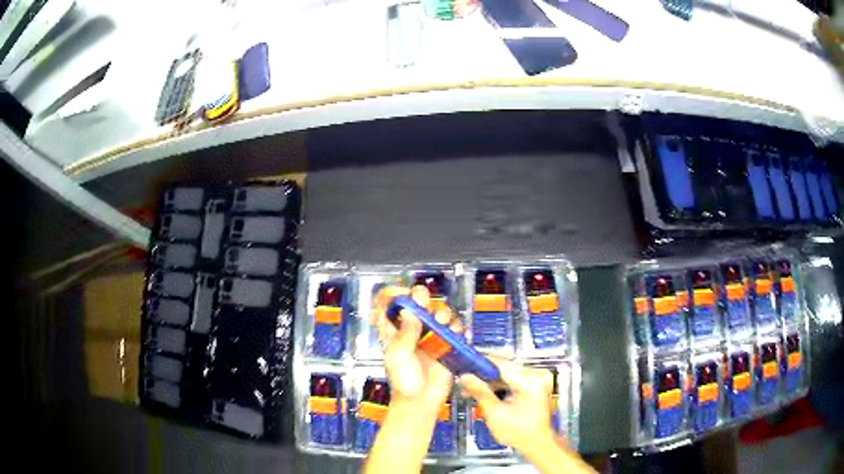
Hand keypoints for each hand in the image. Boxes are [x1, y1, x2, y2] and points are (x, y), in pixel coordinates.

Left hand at [372, 285, 461, 415]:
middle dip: (423, 299)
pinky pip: (455, 329)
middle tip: (426, 304)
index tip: (405, 293)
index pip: (390, 303)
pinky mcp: (447, 345)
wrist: (421, 402)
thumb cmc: (403, 380)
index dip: (395, 294)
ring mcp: (431, 336)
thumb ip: (405, 332)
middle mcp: (412, 328)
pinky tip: (457, 333)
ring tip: (443, 323)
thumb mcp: (398, 355)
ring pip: (439, 313)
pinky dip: (458, 327)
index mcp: (393, 329)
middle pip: (419, 303)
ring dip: (443, 313)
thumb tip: (409, 309)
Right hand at [459, 357, 557, 452]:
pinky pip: (512, 379)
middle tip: (464, 380)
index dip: (480, 364)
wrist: (536, 443)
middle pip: (504, 367)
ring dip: (489, 380)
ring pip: (506, 373)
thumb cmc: (519, 433)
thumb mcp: (495, 413)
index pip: (501, 364)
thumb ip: (479, 392)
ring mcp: (537, 379)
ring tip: (470, 388)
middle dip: (482, 374)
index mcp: (530, 381)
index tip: (463, 366)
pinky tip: (485, 392)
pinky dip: (498, 385)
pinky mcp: (534, 384)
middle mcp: (536, 375)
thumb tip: (464, 377)